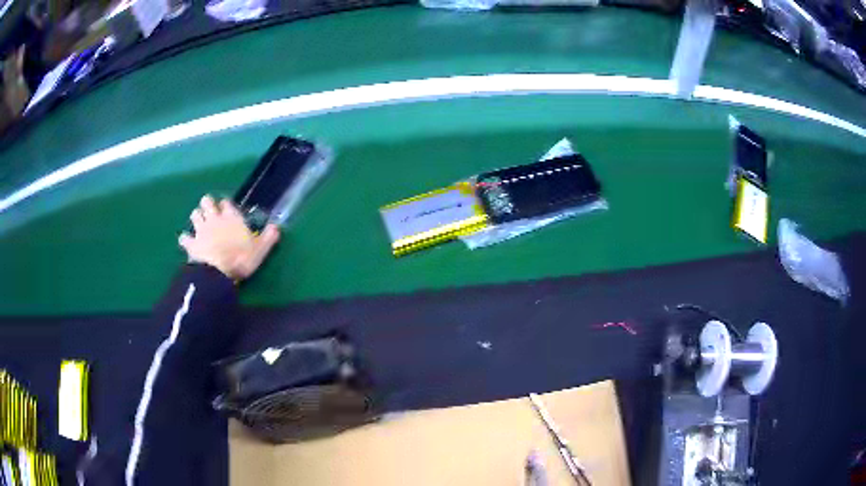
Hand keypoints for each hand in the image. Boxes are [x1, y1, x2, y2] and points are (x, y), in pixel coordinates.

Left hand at [179, 195, 280, 280]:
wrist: (218, 272)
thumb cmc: (241, 259)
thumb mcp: (260, 250)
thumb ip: (269, 237)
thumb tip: (276, 226)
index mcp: (231, 217)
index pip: (227, 203)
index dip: (226, 205)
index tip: (228, 210)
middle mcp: (214, 218)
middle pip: (207, 202)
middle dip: (208, 205)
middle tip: (211, 213)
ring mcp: (201, 230)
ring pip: (195, 214)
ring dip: (197, 217)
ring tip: (200, 224)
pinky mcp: (191, 243)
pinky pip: (184, 237)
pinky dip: (185, 239)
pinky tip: (187, 242)